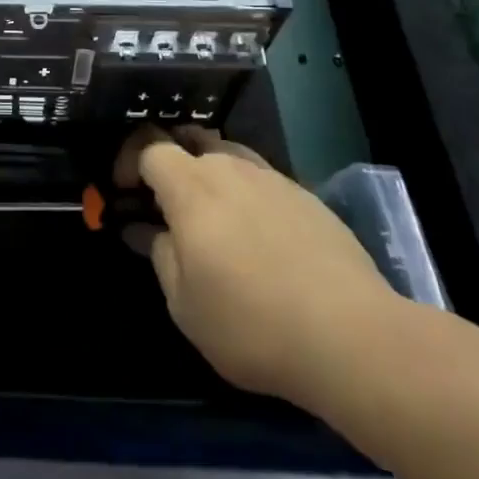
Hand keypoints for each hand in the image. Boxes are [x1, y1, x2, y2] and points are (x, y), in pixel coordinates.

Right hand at [117, 123, 398, 408]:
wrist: (353, 338)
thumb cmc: (251, 324)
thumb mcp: (184, 304)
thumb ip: (159, 255)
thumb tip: (144, 229)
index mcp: (191, 186)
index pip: (149, 146)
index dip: (129, 161)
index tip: (125, 193)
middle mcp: (230, 168)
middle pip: (189, 141)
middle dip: (169, 163)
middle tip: (165, 204)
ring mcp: (273, 179)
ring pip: (228, 156)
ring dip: (209, 176)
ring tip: (211, 219)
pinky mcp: (308, 198)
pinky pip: (262, 180)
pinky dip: (245, 194)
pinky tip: (256, 237)